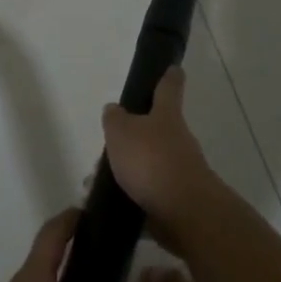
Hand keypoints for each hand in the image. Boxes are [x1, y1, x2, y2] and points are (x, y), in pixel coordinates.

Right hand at [100, 66, 223, 248]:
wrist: (185, 213)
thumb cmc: (151, 161)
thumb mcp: (121, 132)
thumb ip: (115, 119)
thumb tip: (115, 110)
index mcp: (167, 117)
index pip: (169, 88)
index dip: (169, 77)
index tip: (174, 68)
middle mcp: (178, 140)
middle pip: (156, 130)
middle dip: (133, 137)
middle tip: (108, 146)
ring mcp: (181, 171)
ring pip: (149, 164)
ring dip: (127, 171)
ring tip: (96, 183)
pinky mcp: (177, 200)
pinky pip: (149, 193)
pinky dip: (131, 196)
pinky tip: (110, 204)